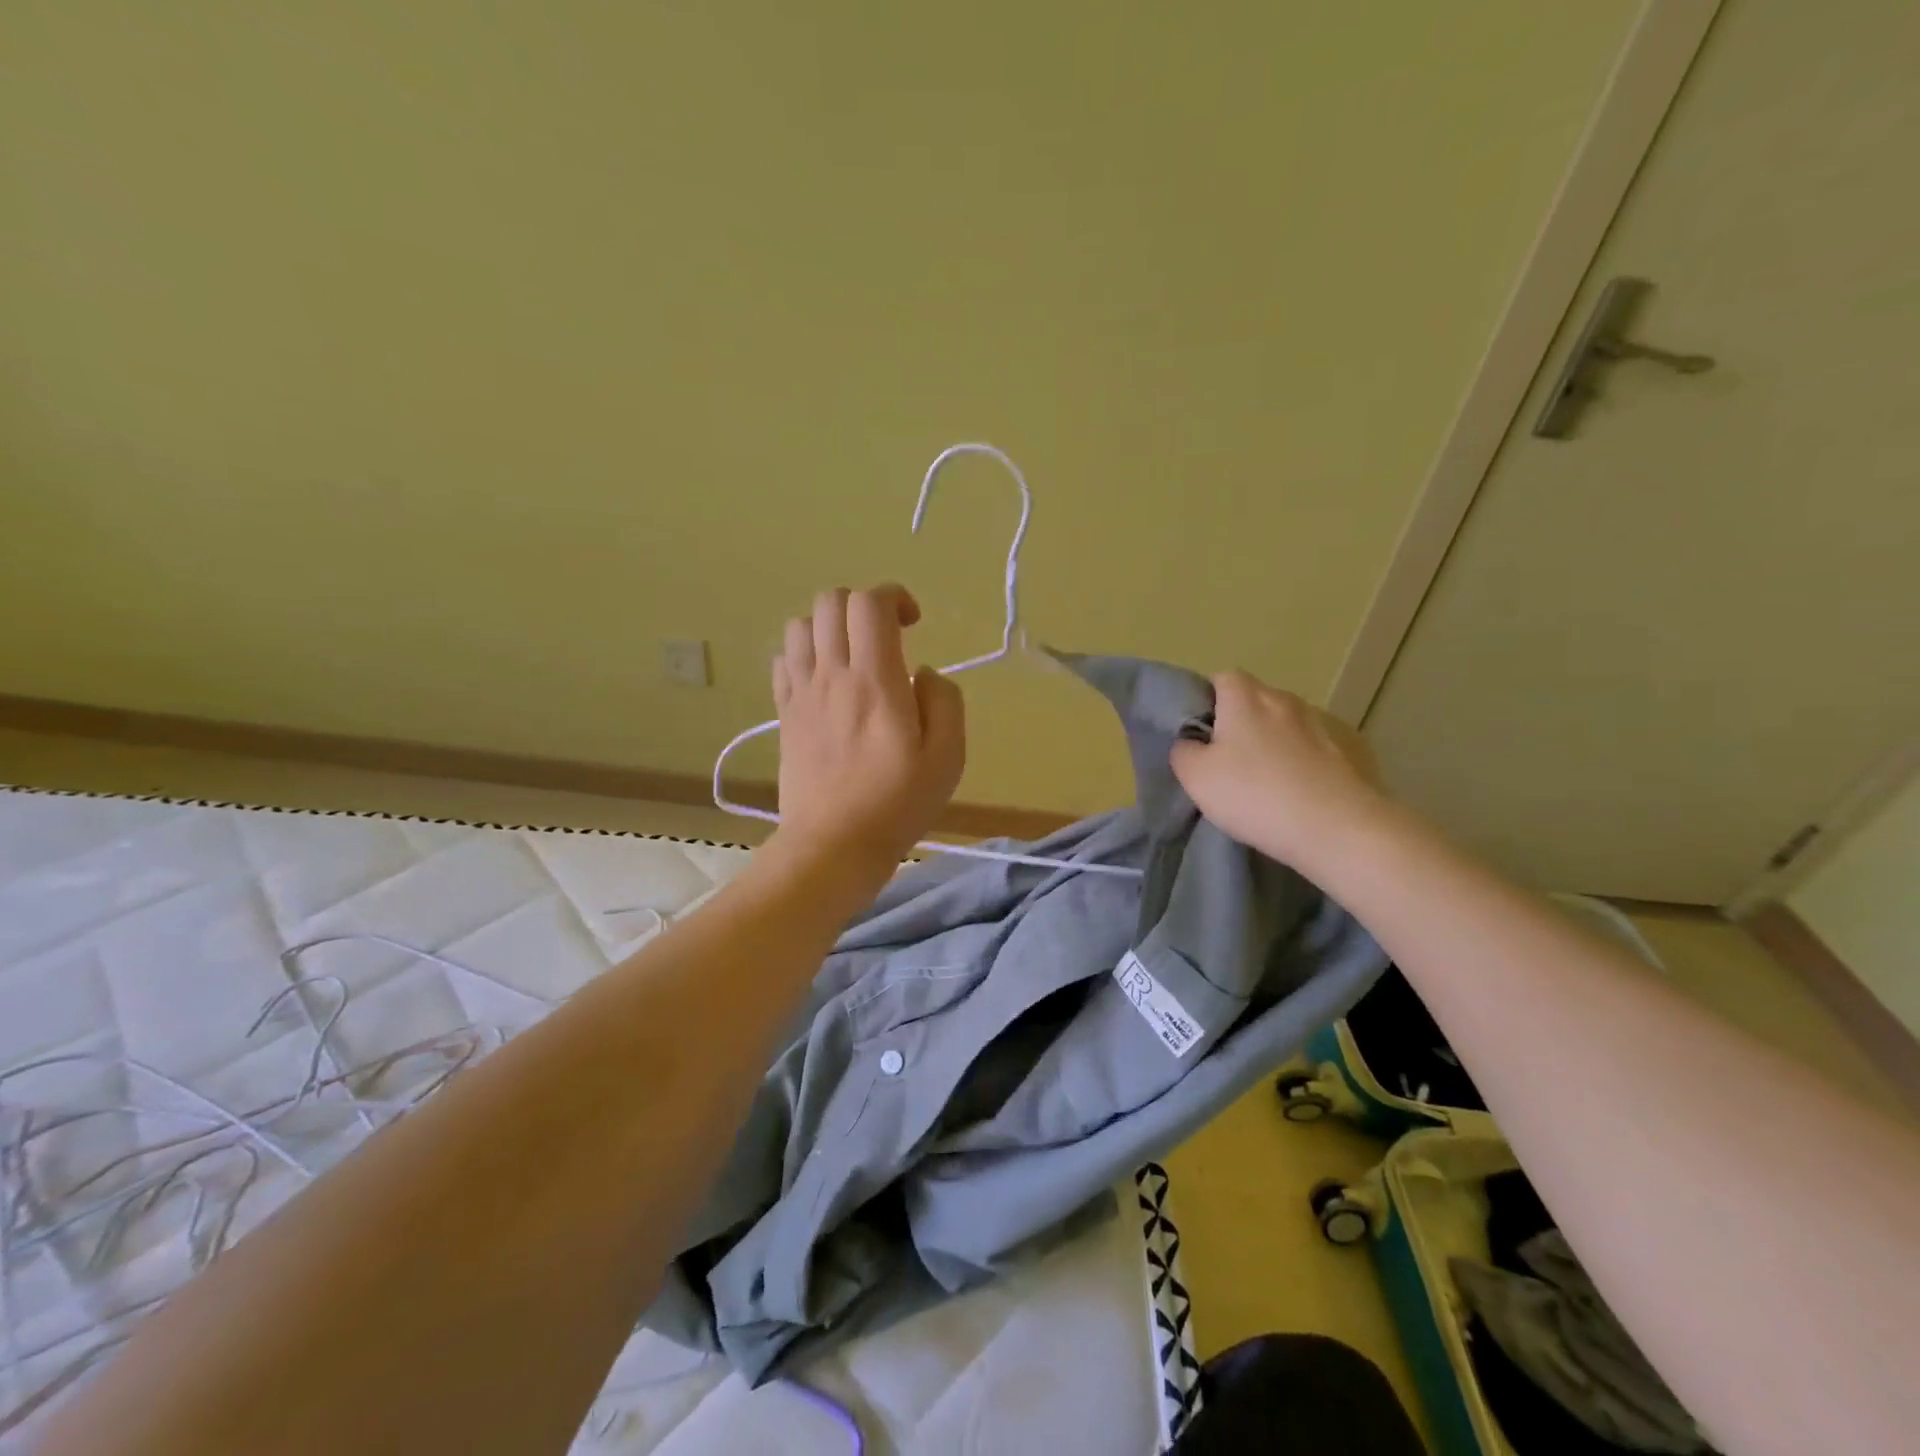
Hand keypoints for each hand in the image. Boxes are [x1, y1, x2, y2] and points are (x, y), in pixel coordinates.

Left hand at [771, 585, 965, 868]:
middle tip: (886, 638)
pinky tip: (825, 681)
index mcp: (876, 681)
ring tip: (852, 657)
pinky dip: (804, 654)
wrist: (833, 845)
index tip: (913, 625)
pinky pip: (783, 660)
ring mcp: (801, 693)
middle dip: (863, 605)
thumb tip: (921, 673)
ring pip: (801, 625)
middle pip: (831, 601)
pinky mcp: (784, 714)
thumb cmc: (897, 804)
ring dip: (830, 627)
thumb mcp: (948, 757)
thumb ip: (944, 701)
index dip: (894, 597)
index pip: (870, 603)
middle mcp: (832, 675)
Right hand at [1170, 670, 1387, 872]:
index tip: (1200, 732)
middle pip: (1256, 699)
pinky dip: (1304, 759)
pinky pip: (1315, 747)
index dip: (1207, 700)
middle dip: (1240, 720)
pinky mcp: (1350, 750)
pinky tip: (1299, 789)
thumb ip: (1183, 751)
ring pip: (1286, 723)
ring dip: (1274, 741)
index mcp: (1246, 697)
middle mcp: (1285, 700)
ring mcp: (1322, 724)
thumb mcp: (1196, 777)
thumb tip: (1189, 742)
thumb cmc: (1254, 794)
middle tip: (1227, 759)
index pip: (1222, 678)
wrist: (1336, 828)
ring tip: (1266, 778)